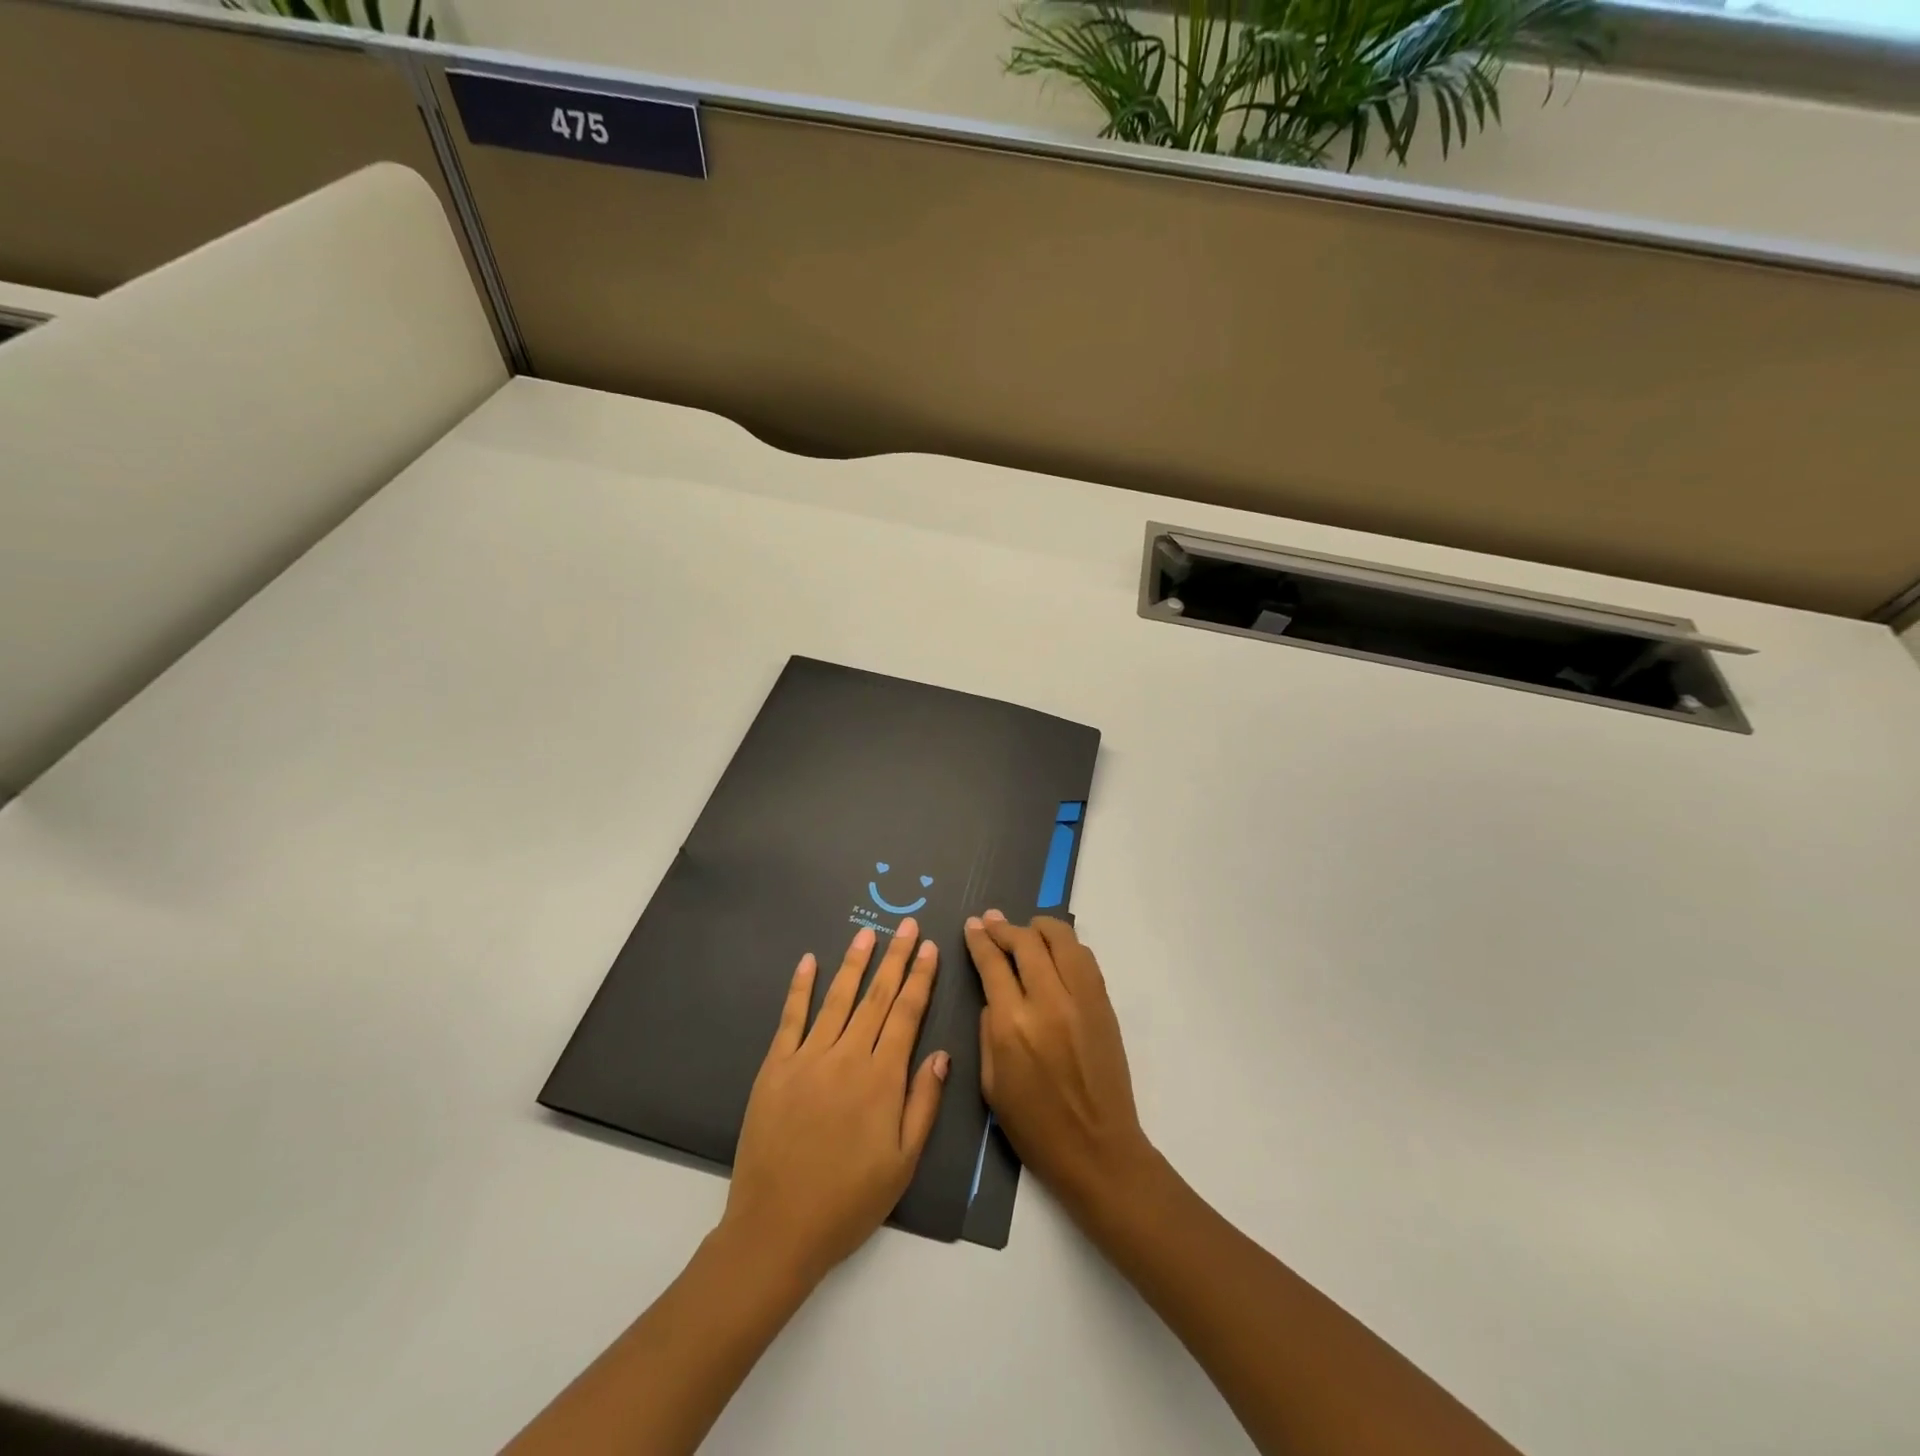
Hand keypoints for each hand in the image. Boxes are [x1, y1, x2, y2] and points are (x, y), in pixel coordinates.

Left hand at [722, 921, 948, 1285]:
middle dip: (895, 958)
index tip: (930, 949)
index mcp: (881, 1079)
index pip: (906, 1014)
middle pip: (876, 997)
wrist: (777, 1229)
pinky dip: (800, 987)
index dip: (920, 978)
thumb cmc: (849, 1201)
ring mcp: (807, 1058)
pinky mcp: (775, 1067)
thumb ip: (924, 1104)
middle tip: (908, 925)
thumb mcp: (903, 1163)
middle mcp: (847, 1057)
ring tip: (868, 933)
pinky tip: (809, 961)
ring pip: (837, 999)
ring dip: (854, 963)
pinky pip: (791, 1018)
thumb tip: (942, 1054)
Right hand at [964, 911, 1152, 1217]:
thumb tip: (994, 995)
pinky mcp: (1103, 1004)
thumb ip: (987, 1030)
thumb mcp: (990, 1083)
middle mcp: (1047, 1002)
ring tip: (1026, 928)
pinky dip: (1067, 945)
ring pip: (1061, 940)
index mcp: (1011, 1025)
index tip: (973, 925)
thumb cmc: (1034, 1126)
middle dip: (1004, 926)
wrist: (1097, 1149)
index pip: (992, 964)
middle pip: (1025, 942)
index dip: (980, 940)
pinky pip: (1085, 959)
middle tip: (992, 920)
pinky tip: (1055, 948)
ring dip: (1039, 927)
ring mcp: (1081, 1000)